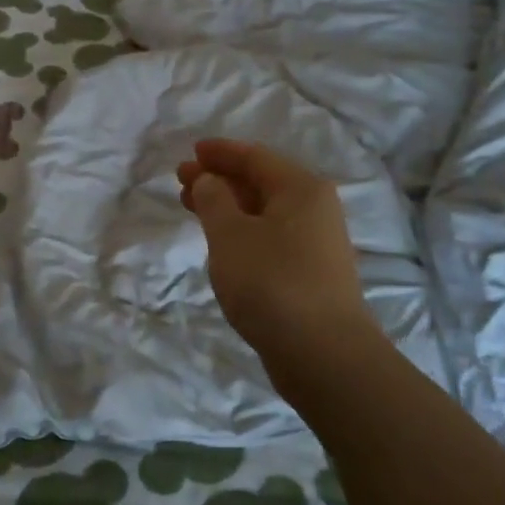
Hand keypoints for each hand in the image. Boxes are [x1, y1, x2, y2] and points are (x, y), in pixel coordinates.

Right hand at [177, 139, 373, 357]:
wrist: (322, 353)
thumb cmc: (271, 282)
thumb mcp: (230, 235)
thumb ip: (214, 200)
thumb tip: (210, 180)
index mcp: (301, 189)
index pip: (255, 157)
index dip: (220, 152)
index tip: (191, 151)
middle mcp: (315, 209)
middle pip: (261, 183)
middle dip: (220, 179)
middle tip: (182, 180)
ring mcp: (316, 244)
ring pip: (264, 212)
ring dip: (228, 207)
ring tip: (194, 209)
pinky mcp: (310, 274)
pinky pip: (270, 237)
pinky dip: (242, 232)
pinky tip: (223, 244)